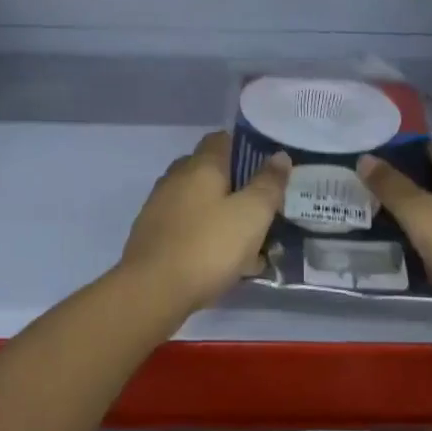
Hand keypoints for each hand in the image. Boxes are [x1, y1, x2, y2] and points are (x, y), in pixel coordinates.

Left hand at [119, 131, 289, 317]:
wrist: (152, 291)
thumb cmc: (208, 246)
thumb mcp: (252, 214)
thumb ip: (268, 184)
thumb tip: (279, 155)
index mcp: (200, 165)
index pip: (222, 139)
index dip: (246, 149)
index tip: (268, 169)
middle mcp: (176, 178)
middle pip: (211, 173)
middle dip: (237, 188)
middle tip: (263, 211)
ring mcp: (160, 207)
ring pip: (200, 204)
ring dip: (223, 218)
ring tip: (250, 246)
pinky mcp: (152, 236)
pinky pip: (188, 228)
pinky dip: (206, 238)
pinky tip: (224, 264)